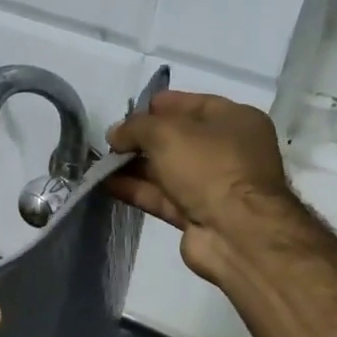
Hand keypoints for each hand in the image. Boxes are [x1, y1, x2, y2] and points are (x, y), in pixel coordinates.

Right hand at [105, 91, 296, 283]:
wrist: (236, 233)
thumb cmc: (208, 166)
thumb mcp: (166, 133)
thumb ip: (134, 127)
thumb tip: (114, 133)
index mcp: (235, 120)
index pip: (191, 104)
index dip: (158, 106)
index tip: (127, 113)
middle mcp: (228, 150)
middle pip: (177, 138)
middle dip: (142, 139)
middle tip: (110, 142)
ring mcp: (214, 185)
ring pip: (167, 169)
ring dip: (134, 166)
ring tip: (100, 163)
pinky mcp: (198, 214)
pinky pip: (162, 196)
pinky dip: (136, 189)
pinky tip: (107, 184)